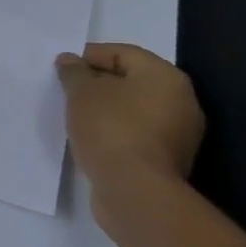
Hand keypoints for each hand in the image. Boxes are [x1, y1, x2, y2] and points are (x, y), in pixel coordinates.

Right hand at [56, 44, 204, 233]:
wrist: (135, 192)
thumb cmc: (111, 129)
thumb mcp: (82, 93)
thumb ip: (74, 72)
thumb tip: (70, 61)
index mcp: (166, 77)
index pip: (123, 53)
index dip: (90, 56)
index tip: (64, 67)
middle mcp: (181, 102)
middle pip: (131, 81)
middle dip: (98, 83)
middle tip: (68, 90)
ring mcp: (179, 135)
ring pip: (134, 110)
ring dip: (106, 109)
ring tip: (75, 114)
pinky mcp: (169, 162)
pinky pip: (137, 134)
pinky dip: (115, 131)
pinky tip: (91, 137)